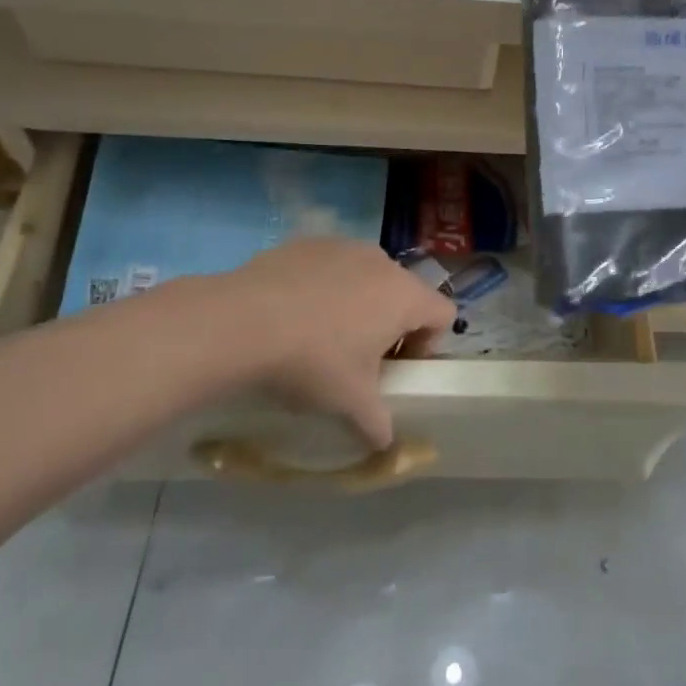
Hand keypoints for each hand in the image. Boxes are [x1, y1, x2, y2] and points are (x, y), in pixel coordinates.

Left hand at [212, 238, 456, 448]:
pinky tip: (293, 313)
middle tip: (359, 357)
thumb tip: (386, 442)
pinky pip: (331, 266)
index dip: (428, 343)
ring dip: (358, 303)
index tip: (397, 367)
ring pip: (366, 276)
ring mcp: (344, 246)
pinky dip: (324, 286)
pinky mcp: (309, 243)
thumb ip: (377, 422)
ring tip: (321, 334)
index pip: (443, 313)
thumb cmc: (313, 361)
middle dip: (390, 324)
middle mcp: (382, 262)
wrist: (242, 321)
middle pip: (404, 293)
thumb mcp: (349, 401)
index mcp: (404, 296)